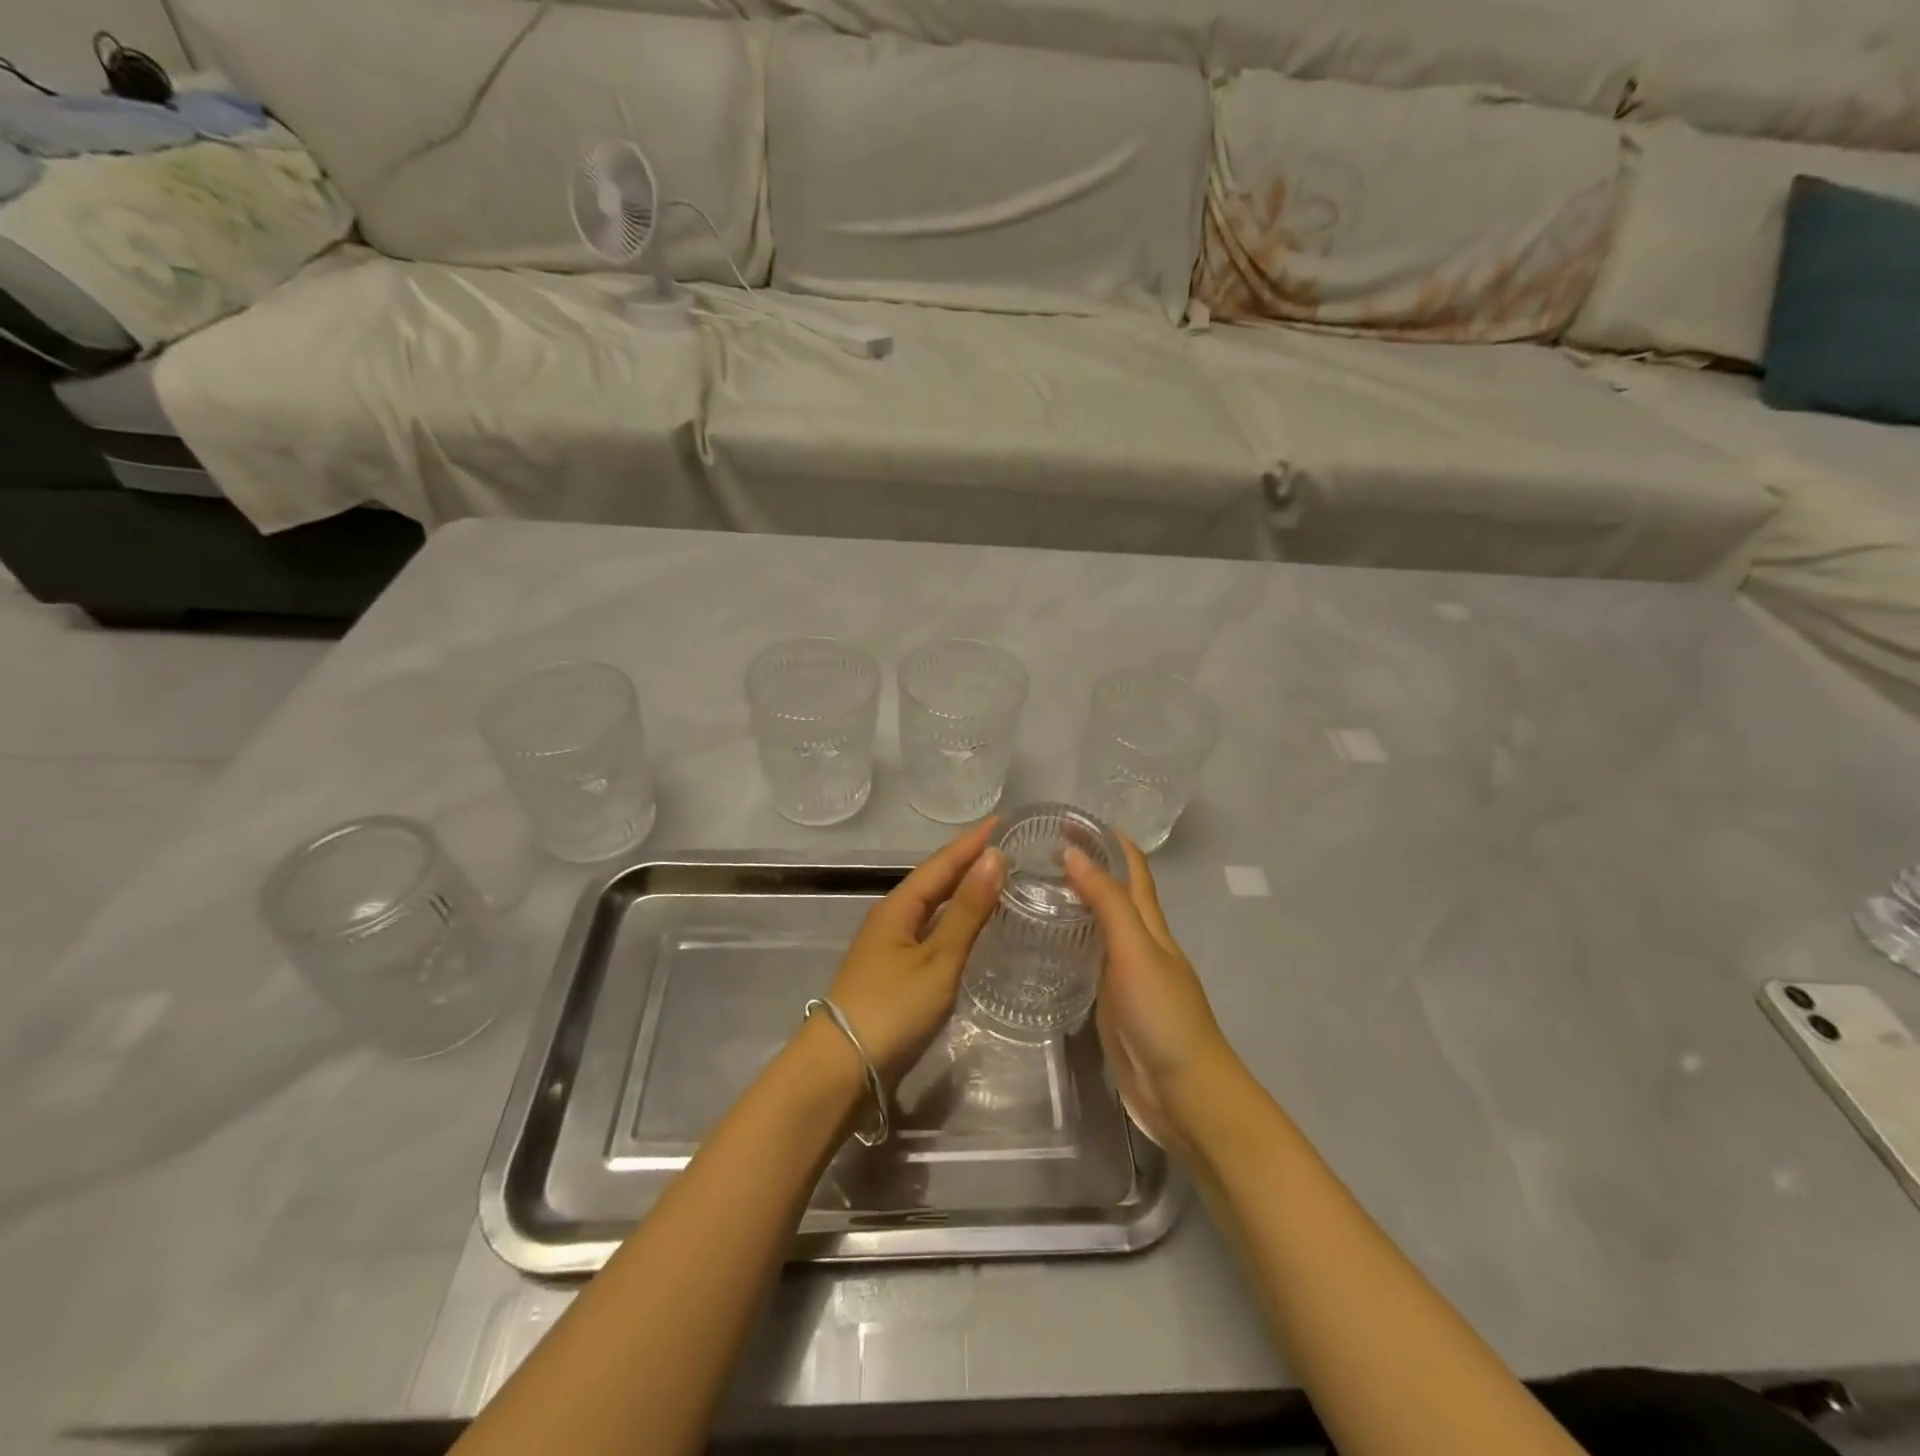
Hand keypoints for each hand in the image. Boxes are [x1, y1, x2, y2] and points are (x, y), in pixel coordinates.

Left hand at [823, 821, 1004, 1086]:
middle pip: (935, 879)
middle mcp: (893, 917)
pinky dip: (955, 919)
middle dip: (968, 860)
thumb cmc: (892, 1007)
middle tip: (1006, 846)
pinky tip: (971, 927)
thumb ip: (968, 911)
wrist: (841, 1066)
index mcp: (899, 906)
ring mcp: (892, 944)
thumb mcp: (938, 959)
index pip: (942, 863)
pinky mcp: (896, 970)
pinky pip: (931, 929)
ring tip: (996, 877)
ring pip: (933, 905)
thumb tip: (995, 857)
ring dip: (962, 889)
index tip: (1003, 820)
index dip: (972, 842)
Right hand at [1065, 836, 1239, 1151]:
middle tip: (1036, 853)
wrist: (1184, 1093)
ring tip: (1030, 889)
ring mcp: (1125, 975)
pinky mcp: (1111, 1004)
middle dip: (1086, 867)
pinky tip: (1042, 946)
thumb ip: (1107, 903)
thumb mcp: (1135, 951)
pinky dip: (1069, 943)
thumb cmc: (1164, 1015)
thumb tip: (1073, 853)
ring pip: (1099, 927)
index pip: (1133, 870)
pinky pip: (1088, 962)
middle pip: (1115, 894)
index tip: (1072, 820)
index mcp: (1151, 925)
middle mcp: (1139, 943)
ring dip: (1074, 903)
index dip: (1110, 841)